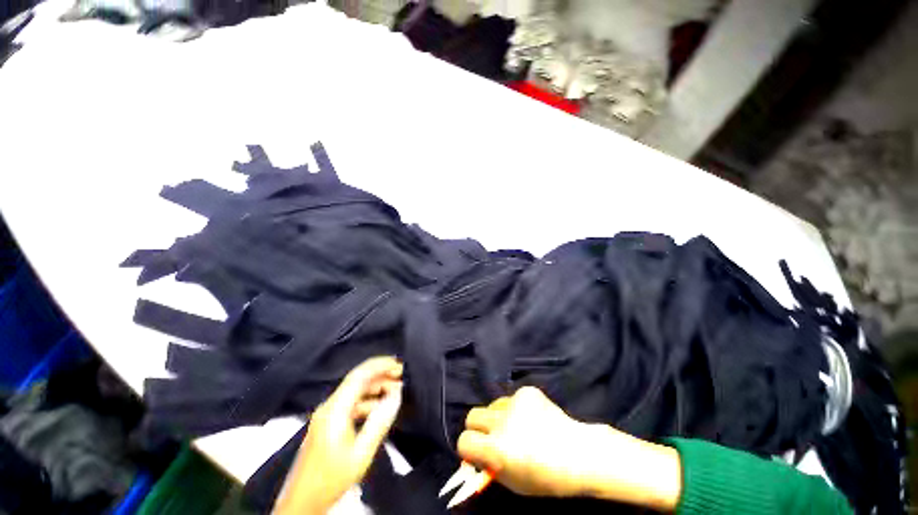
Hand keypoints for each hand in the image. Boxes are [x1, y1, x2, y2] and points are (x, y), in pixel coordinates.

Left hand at [273, 357, 403, 514]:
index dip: (380, 365)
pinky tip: (380, 407)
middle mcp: (329, 406)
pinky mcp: (328, 423)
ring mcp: (327, 414)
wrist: (302, 503)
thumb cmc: (330, 480)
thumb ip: (380, 422)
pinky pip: (352, 404)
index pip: (359, 375)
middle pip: (357, 380)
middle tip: (401, 375)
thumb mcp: (361, 453)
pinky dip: (368, 400)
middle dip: (381, 374)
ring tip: (395, 389)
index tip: (398, 364)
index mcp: (334, 410)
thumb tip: (396, 395)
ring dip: (376, 387)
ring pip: (355, 391)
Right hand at [457, 387, 681, 510]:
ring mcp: (515, 402)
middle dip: (477, 427)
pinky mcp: (527, 391)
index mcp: (498, 449)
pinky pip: (512, 398)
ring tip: (517, 426)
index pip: (464, 441)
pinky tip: (533, 417)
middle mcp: (502, 422)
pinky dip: (517, 408)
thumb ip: (490, 467)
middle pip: (472, 415)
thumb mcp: (514, 483)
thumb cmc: (548, 478)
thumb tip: (476, 455)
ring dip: (498, 416)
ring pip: (492, 404)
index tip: (477, 453)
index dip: (468, 449)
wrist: (581, 454)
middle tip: (491, 435)